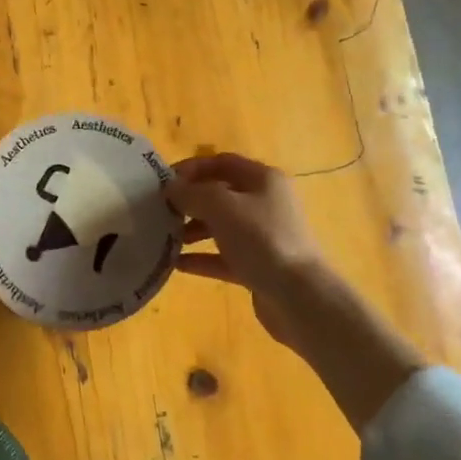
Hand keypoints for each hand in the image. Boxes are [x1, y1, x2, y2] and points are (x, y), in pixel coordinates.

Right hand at [166, 153, 326, 350]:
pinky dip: (202, 258)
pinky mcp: (259, 266)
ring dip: (193, 230)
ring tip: (164, 238)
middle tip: (161, 211)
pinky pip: (224, 257)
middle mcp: (266, 203)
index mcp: (263, 179)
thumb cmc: (261, 239)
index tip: (163, 182)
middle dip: (190, 201)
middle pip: (221, 194)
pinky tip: (177, 264)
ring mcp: (264, 237)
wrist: (300, 297)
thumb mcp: (221, 207)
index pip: (222, 162)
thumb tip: (171, 189)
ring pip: (221, 226)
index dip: (192, 168)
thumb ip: (192, 193)